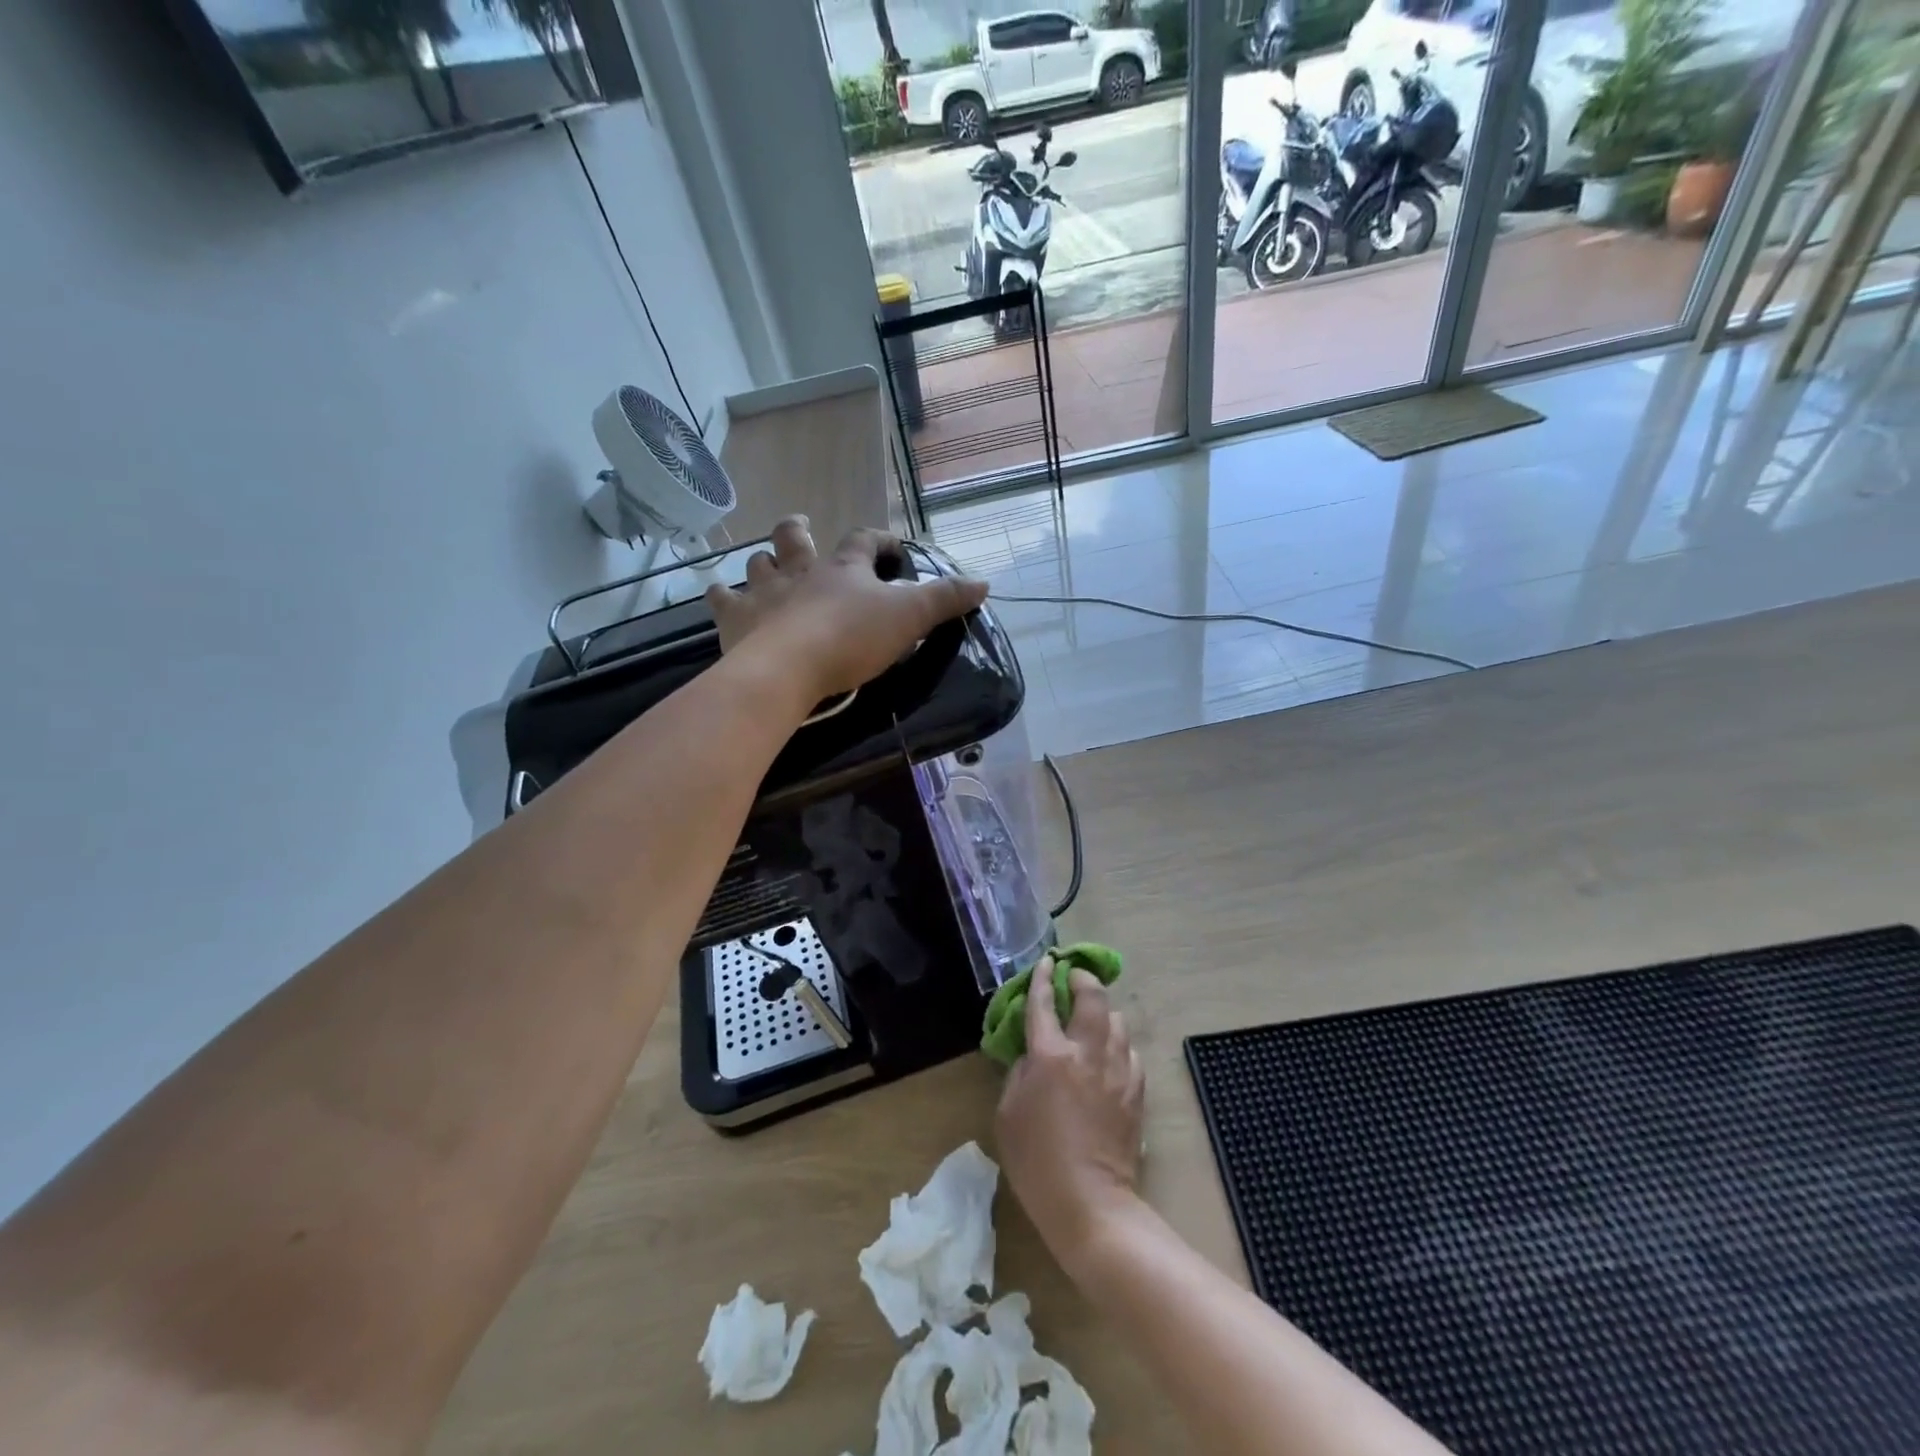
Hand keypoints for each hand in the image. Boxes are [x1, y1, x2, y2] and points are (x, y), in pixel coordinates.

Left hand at [704, 518, 987, 704]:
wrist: (788, 669)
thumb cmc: (851, 639)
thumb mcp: (909, 618)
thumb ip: (945, 599)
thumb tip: (984, 582)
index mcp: (843, 568)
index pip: (864, 540)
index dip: (879, 540)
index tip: (890, 548)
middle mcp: (800, 570)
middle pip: (795, 537)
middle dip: (799, 531)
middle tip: (801, 529)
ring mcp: (763, 592)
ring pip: (757, 563)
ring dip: (762, 563)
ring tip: (766, 568)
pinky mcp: (735, 619)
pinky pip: (720, 599)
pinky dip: (720, 596)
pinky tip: (719, 597)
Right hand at [996, 959, 1145, 1264]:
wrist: (1090, 1204)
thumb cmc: (1036, 1161)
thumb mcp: (1007, 1113)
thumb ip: (1018, 1072)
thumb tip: (1031, 1053)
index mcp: (1050, 1056)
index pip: (1044, 1003)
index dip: (1043, 978)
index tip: (1046, 962)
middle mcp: (1087, 1052)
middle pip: (1093, 998)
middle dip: (1083, 979)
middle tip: (1075, 978)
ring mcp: (1116, 1070)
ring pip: (1117, 1020)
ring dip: (1104, 1012)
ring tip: (1093, 1019)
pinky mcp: (1136, 1091)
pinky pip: (1130, 1051)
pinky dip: (1119, 1043)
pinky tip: (1111, 1054)